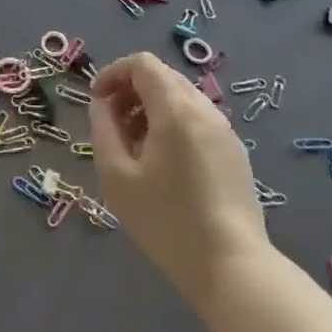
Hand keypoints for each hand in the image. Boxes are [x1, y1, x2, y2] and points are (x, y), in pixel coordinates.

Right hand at [90, 52, 268, 305]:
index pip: (143, 64)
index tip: (96, 100)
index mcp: (175, 110)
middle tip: (111, 123)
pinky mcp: (235, 152)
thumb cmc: (166, 222)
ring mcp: (225, 130)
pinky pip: (198, 119)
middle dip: (131, 90)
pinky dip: (173, 123)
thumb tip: (102, 104)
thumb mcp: (118, 177)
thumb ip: (104, 130)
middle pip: (163, 76)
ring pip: (181, 97)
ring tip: (134, 145)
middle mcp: (204, 110)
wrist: (232, 267)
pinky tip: (163, 162)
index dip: (113, 73)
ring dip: (152, 107)